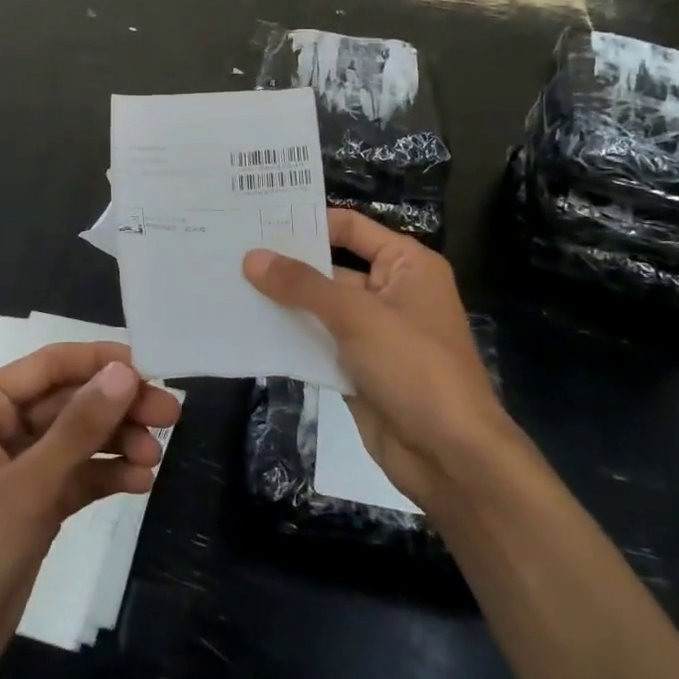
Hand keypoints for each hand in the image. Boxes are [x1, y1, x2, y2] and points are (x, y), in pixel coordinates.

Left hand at [0, 343, 181, 678]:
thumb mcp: (28, 486)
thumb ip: (80, 426)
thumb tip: (126, 371)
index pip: (50, 365)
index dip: (102, 362)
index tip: (153, 368)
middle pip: (68, 401)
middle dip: (117, 408)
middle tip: (170, 415)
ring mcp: (12, 470)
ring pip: (74, 439)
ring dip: (115, 442)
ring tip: (155, 457)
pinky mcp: (27, 508)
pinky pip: (73, 477)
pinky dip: (104, 475)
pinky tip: (140, 481)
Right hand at [243, 209, 505, 512]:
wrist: (450, 457)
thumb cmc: (414, 367)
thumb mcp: (357, 316)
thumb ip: (302, 285)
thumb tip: (252, 257)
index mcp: (407, 265)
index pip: (350, 227)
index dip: (308, 222)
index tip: (257, 221)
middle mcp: (390, 292)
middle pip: (331, 268)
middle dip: (286, 265)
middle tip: (231, 253)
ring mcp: (374, 333)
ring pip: (320, 308)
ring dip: (283, 303)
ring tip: (229, 286)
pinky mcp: (358, 368)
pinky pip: (318, 343)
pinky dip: (290, 338)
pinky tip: (249, 329)